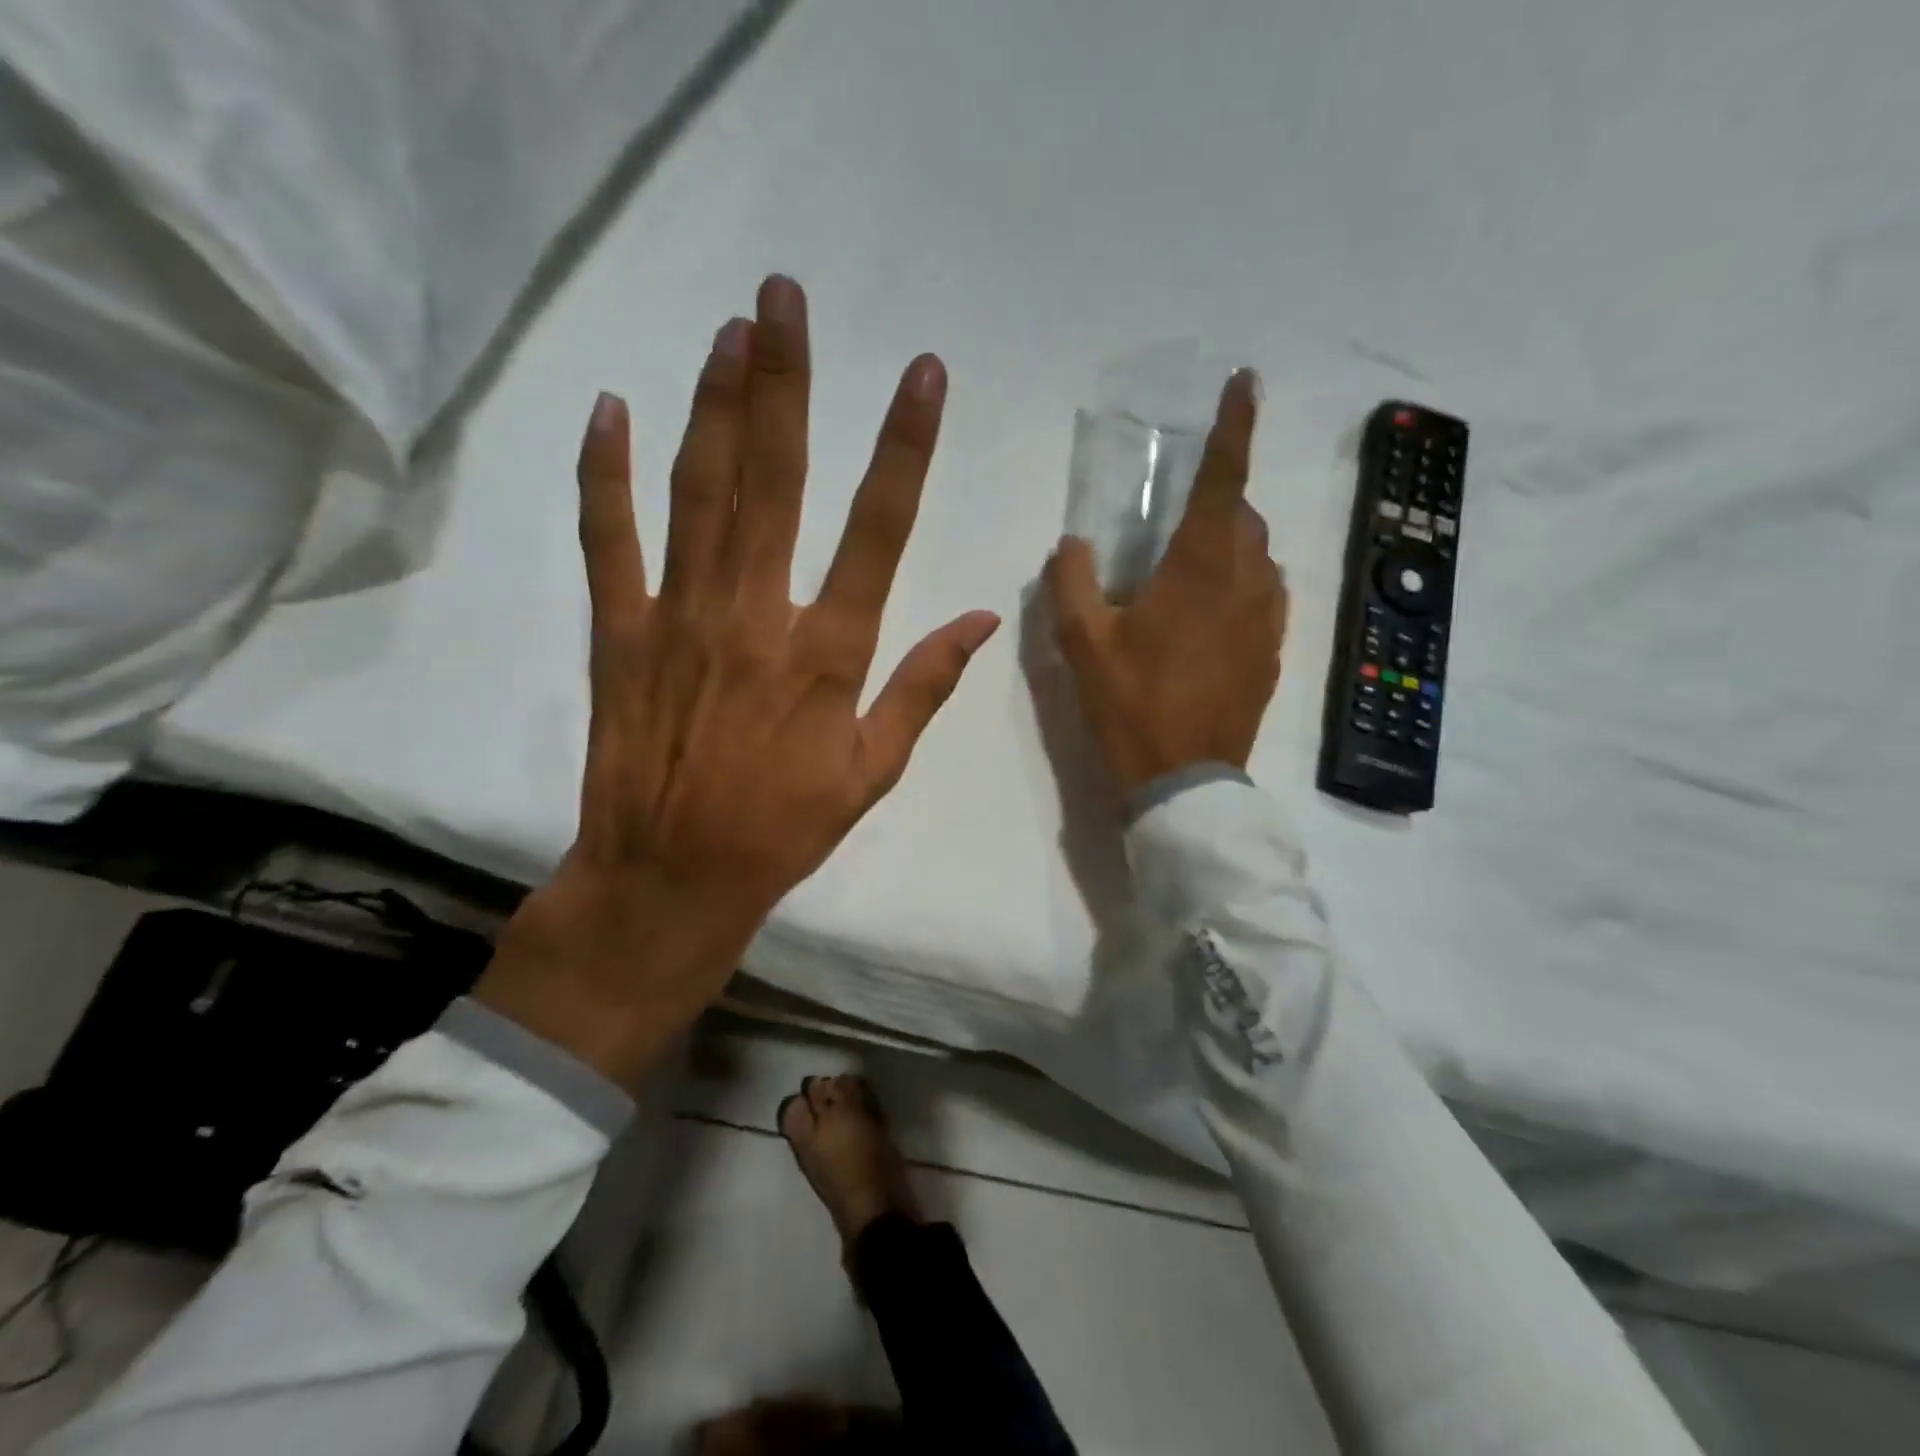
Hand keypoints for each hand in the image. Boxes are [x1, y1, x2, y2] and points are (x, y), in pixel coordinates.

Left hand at [477, 276, 998, 1085]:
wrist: (673, 876)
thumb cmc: (785, 827)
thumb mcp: (873, 770)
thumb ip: (924, 686)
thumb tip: (982, 619)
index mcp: (828, 653)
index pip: (879, 530)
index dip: (905, 446)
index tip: (923, 375)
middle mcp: (756, 616)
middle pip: (777, 480)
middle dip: (786, 381)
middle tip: (787, 296)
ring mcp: (680, 617)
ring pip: (699, 491)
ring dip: (715, 404)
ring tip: (731, 328)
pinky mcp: (620, 631)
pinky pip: (609, 540)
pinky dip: (605, 475)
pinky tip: (610, 411)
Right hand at [1045, 370, 1285, 800]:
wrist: (1183, 779)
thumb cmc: (1130, 704)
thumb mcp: (1082, 643)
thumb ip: (1072, 582)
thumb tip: (1073, 544)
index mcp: (1198, 568)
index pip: (1224, 479)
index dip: (1234, 427)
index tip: (1245, 384)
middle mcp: (1246, 581)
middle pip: (1245, 517)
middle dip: (1220, 500)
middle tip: (1180, 516)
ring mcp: (1267, 619)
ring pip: (1259, 557)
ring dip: (1231, 545)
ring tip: (1190, 569)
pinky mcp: (1273, 652)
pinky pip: (1264, 597)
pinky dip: (1241, 584)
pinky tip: (1211, 614)